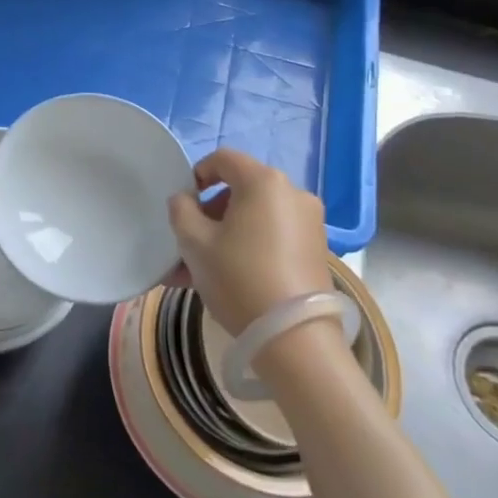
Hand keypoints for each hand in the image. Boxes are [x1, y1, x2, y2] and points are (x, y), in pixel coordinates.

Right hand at [167, 148, 330, 333]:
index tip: (183, 204)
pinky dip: (248, 248)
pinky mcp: (316, 250)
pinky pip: (272, 237)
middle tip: (188, 244)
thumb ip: (181, 210)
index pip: (224, 159)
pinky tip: (226, 279)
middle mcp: (293, 193)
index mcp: (264, 182)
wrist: (295, 339)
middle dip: (210, 213)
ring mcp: (309, 223)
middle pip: (241, 190)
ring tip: (199, 271)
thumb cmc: (239, 278)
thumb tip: (185, 199)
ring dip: (225, 235)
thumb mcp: (194, 243)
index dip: (197, 174)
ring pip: (255, 218)